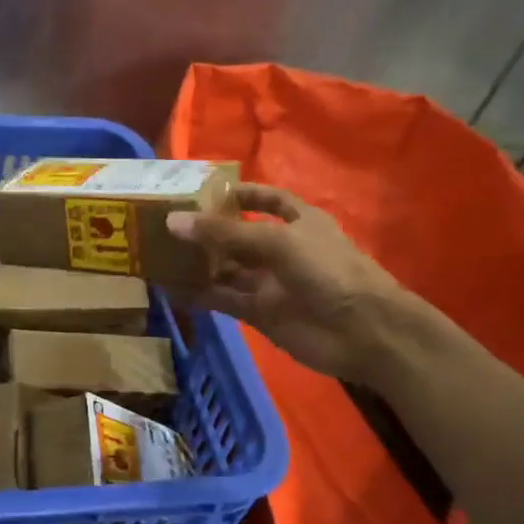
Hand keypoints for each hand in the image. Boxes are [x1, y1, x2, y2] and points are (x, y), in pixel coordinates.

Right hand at [166, 184, 405, 382]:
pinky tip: (170, 288)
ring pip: (227, 269)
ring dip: (198, 263)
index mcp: (299, 222)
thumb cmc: (328, 271)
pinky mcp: (260, 312)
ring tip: (160, 254)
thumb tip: (173, 220)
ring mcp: (270, 282)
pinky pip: (223, 299)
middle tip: (166, 222)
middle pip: (240, 235)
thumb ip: (225, 233)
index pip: (268, 200)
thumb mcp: (277, 241)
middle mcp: (282, 249)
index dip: (242, 194)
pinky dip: (199, 294)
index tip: (206, 192)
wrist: (364, 332)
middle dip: (209, 230)